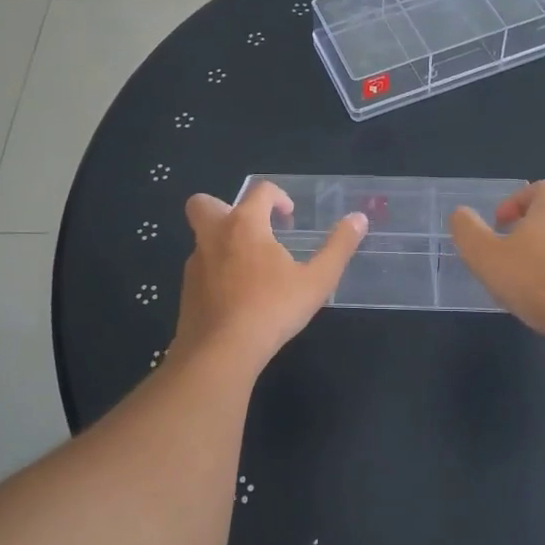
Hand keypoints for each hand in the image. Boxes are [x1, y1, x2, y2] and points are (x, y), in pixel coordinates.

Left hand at [171, 181, 366, 370]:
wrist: (221, 353)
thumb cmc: (272, 309)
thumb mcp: (317, 280)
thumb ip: (338, 247)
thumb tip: (358, 219)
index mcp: (245, 225)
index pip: (259, 191)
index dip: (277, 196)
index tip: (289, 215)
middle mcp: (213, 236)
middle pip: (204, 203)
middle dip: (224, 206)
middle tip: (253, 230)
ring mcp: (195, 264)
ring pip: (203, 239)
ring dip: (223, 242)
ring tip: (253, 269)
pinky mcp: (186, 291)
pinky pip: (201, 269)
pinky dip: (216, 272)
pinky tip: (238, 296)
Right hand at [450, 180, 544, 343]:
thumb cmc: (532, 279)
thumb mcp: (484, 254)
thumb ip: (467, 230)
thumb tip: (461, 214)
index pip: (538, 189)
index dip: (516, 201)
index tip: (500, 223)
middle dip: (531, 224)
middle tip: (510, 245)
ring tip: (525, 270)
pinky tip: (543, 291)